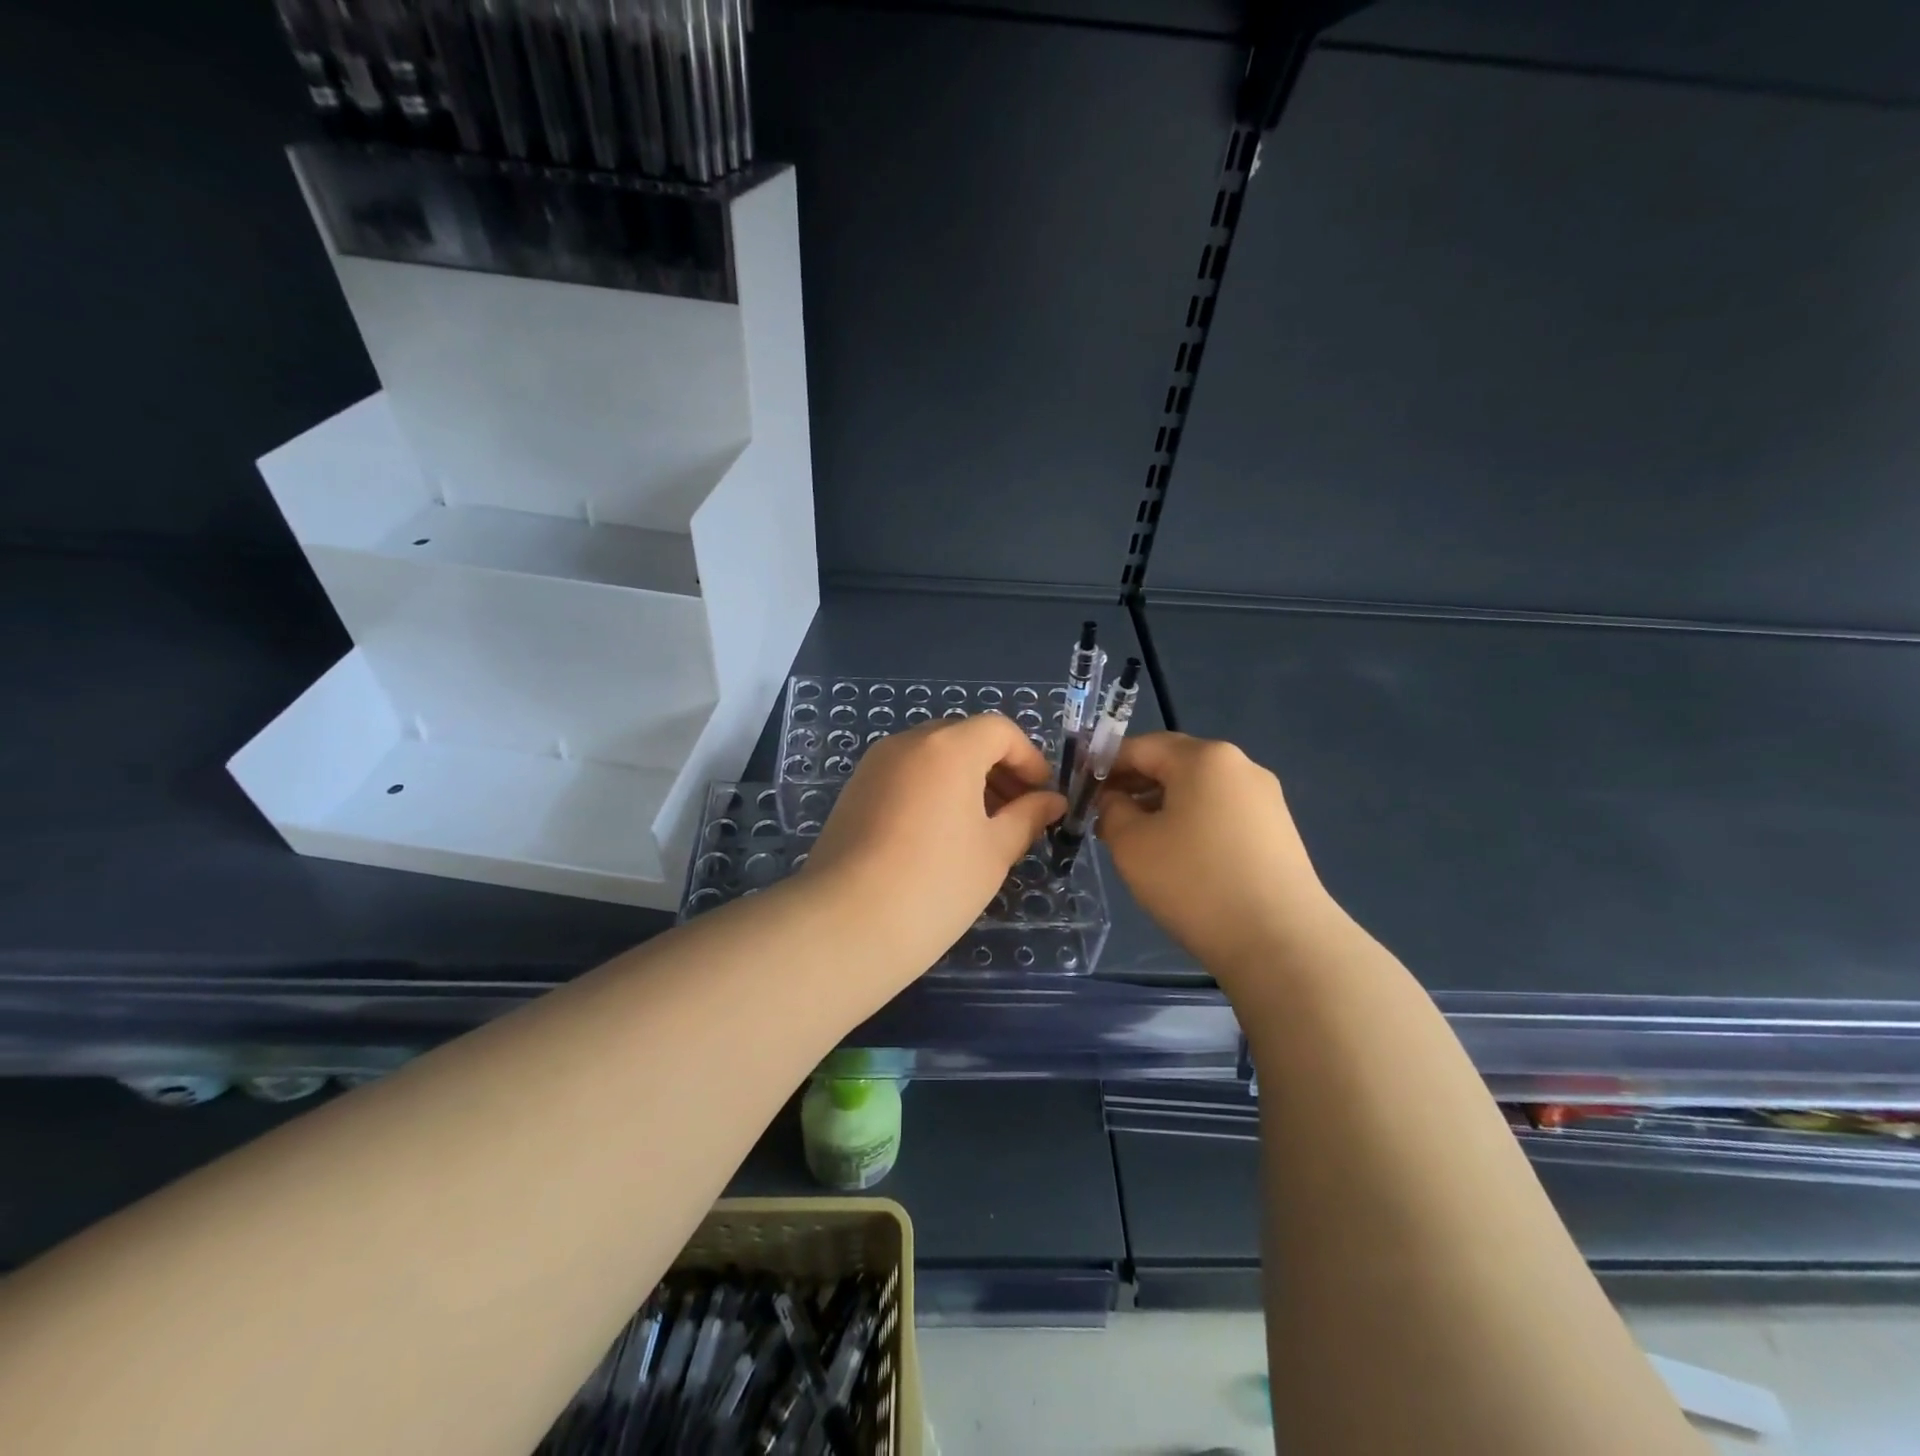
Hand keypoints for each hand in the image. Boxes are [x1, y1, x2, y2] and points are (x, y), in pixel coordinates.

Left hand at [804, 714, 1065, 983]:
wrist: (846, 924)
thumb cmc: (936, 884)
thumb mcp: (995, 851)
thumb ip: (1027, 817)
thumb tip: (1051, 802)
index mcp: (948, 747)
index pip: (999, 730)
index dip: (1029, 758)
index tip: (1042, 796)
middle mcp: (908, 743)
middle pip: (964, 738)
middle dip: (997, 769)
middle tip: (1017, 813)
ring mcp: (874, 765)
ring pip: (932, 756)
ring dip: (965, 780)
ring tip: (982, 829)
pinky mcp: (854, 791)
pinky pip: (905, 775)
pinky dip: (932, 790)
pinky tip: (940, 836)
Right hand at [1097, 733, 1336, 978]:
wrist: (1281, 943)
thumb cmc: (1195, 883)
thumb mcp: (1131, 844)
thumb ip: (1111, 810)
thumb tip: (1116, 801)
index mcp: (1204, 757)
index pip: (1140, 746)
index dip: (1104, 765)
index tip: (1079, 792)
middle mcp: (1240, 766)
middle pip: (1173, 763)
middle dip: (1133, 785)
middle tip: (1103, 818)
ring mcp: (1265, 799)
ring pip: (1197, 790)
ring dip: (1160, 806)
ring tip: (1136, 841)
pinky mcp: (1277, 831)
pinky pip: (1220, 813)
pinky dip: (1191, 823)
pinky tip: (1177, 858)